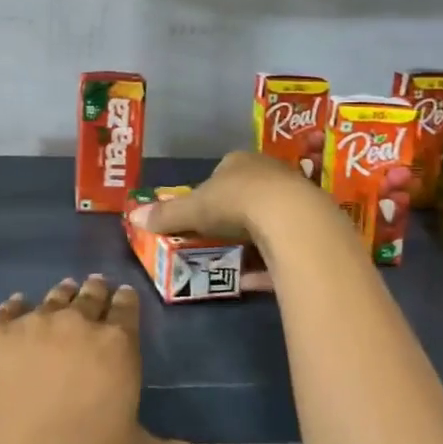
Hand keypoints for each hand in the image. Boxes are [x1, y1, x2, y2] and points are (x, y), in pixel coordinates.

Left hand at [0, 275, 198, 443]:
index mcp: (115, 346)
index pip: (126, 310)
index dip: (126, 301)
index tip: (124, 294)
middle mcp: (75, 323)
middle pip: (89, 295)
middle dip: (95, 290)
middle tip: (95, 285)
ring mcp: (30, 323)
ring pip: (51, 299)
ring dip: (60, 295)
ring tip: (63, 291)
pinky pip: (8, 310)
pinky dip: (15, 308)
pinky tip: (15, 309)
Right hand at [127, 149, 324, 248]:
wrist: (292, 220)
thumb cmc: (235, 202)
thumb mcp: (192, 209)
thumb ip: (166, 215)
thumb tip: (133, 218)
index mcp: (240, 161)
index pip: (222, 171)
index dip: (209, 192)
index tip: (198, 213)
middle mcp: (270, 174)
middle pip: (247, 195)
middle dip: (231, 217)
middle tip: (214, 238)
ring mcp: (294, 200)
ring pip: (268, 221)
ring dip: (251, 241)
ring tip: (231, 262)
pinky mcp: (309, 229)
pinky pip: (284, 249)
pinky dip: (267, 265)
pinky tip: (251, 281)